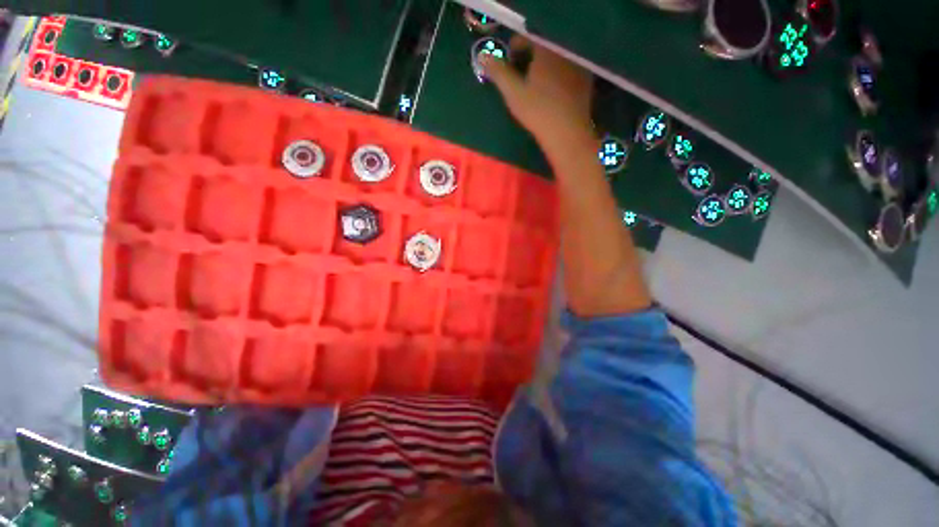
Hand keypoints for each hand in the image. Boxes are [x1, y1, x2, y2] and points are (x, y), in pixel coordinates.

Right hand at [481, 38, 593, 149]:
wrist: (566, 133)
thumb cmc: (537, 111)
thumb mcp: (513, 93)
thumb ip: (498, 73)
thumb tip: (484, 57)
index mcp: (546, 50)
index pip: (526, 39)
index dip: (513, 49)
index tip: (506, 65)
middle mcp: (564, 52)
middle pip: (542, 49)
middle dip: (528, 59)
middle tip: (518, 78)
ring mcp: (577, 67)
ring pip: (555, 61)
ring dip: (542, 69)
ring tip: (533, 88)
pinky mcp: (585, 82)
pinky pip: (566, 72)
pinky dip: (556, 78)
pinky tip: (550, 95)